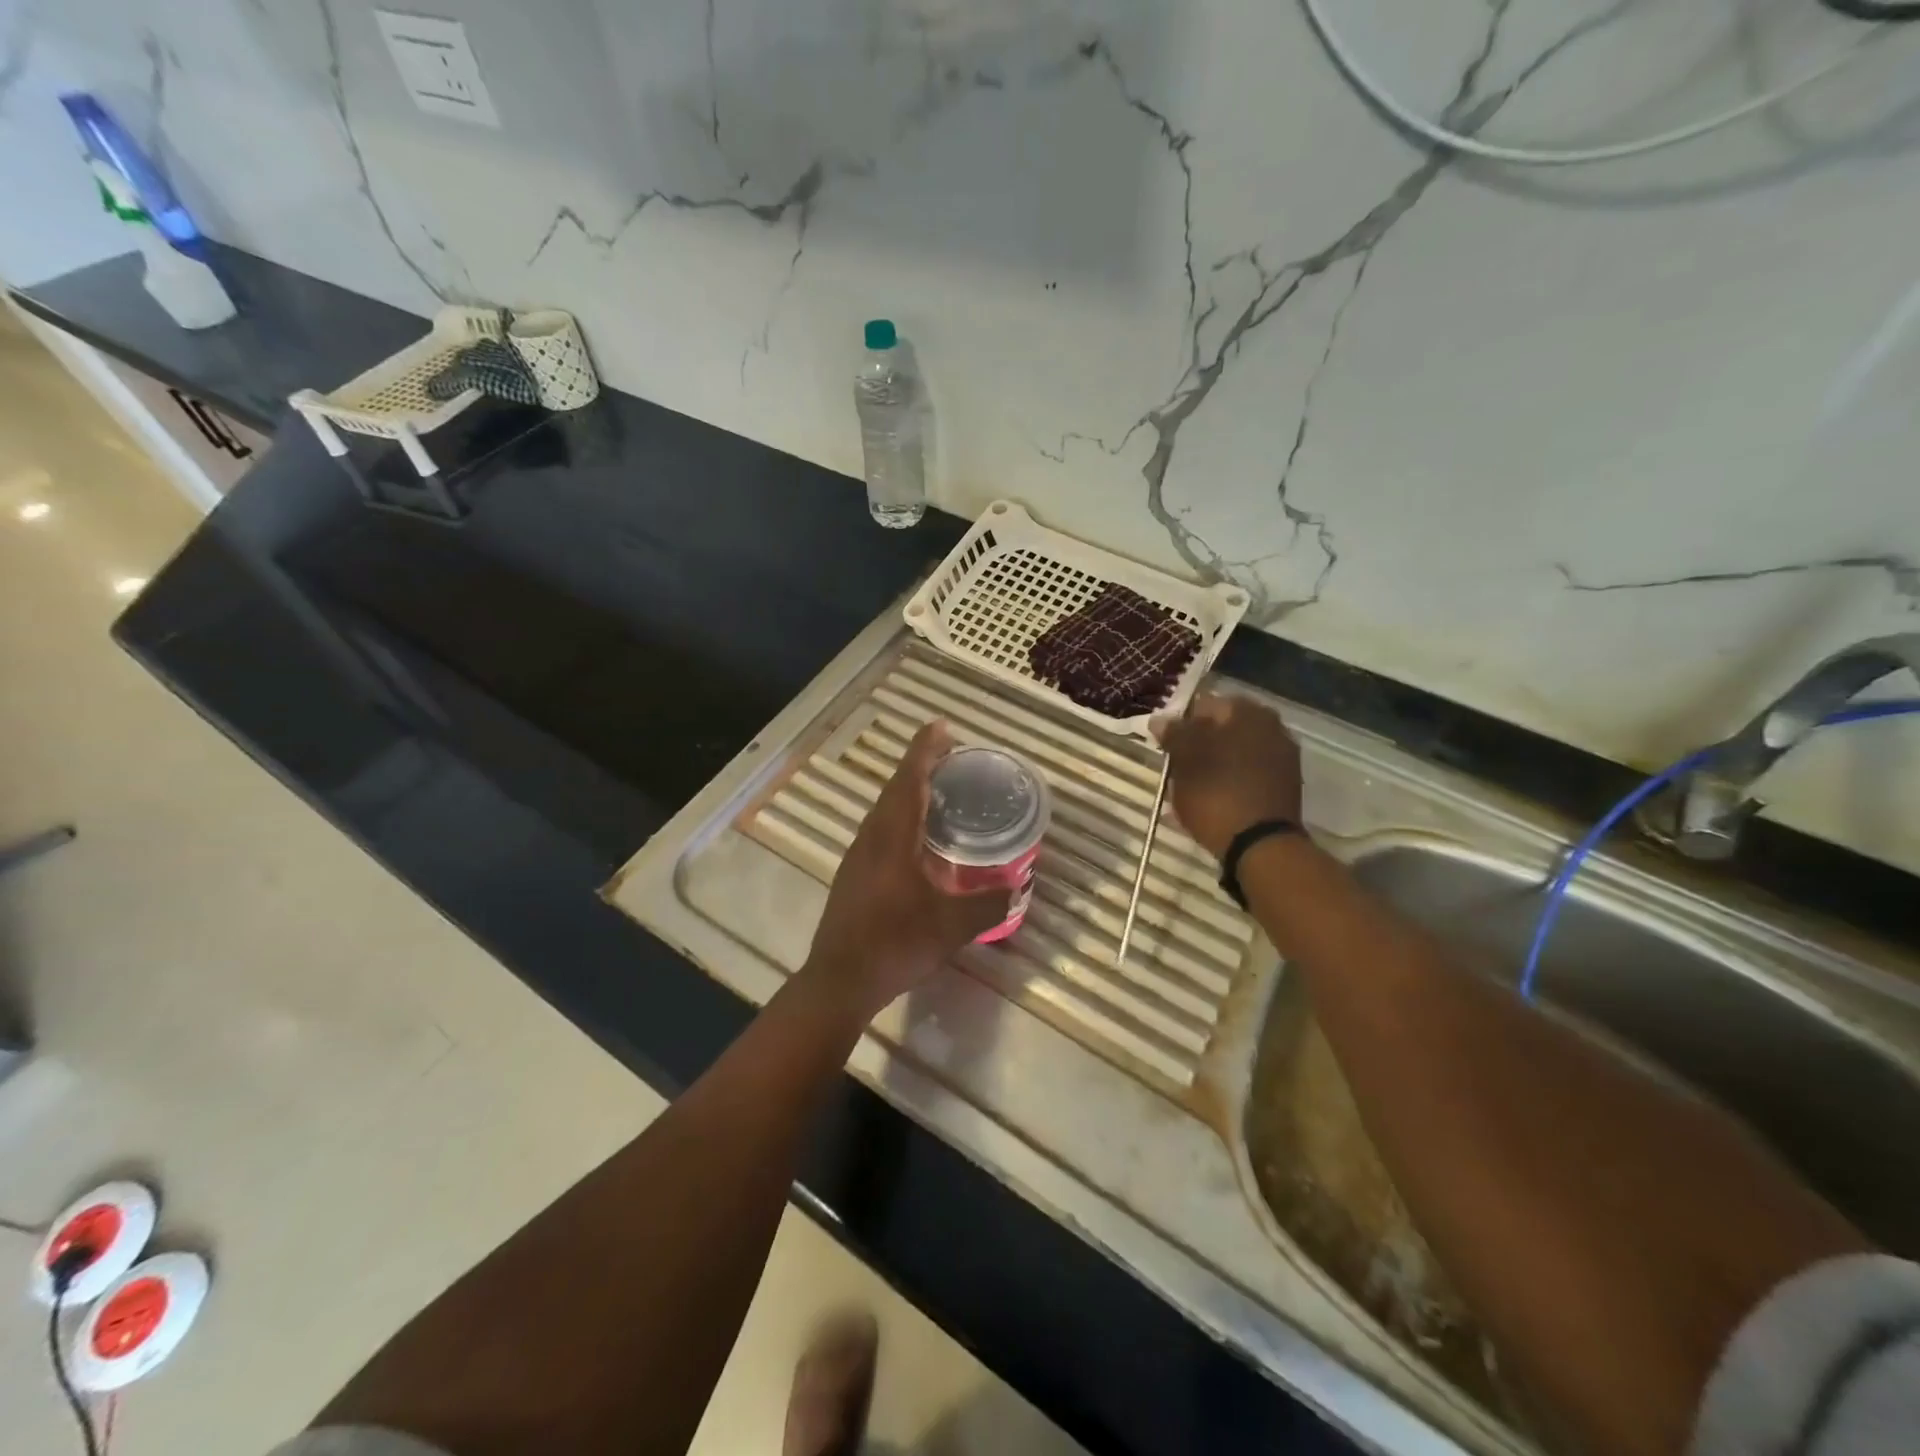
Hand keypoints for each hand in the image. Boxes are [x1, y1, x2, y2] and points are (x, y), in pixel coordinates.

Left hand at [801, 720, 1010, 1020]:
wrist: (840, 980)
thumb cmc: (895, 944)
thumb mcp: (951, 927)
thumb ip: (988, 904)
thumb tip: (1018, 888)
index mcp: (893, 837)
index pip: (910, 779)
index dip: (926, 750)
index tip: (942, 726)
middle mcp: (872, 837)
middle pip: (895, 788)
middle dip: (920, 765)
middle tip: (949, 754)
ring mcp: (858, 855)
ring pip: (884, 809)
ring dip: (908, 790)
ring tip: (937, 789)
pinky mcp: (853, 874)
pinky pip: (880, 829)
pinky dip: (900, 816)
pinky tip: (917, 837)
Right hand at [1151, 693, 1301, 858]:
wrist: (1261, 846)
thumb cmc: (1217, 793)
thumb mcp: (1185, 759)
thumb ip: (1174, 734)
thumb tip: (1161, 719)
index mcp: (1249, 713)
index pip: (1206, 705)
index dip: (1182, 723)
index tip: (1165, 745)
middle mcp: (1273, 729)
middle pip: (1223, 730)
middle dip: (1198, 746)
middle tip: (1176, 767)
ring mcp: (1282, 760)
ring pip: (1234, 754)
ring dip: (1212, 766)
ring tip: (1188, 789)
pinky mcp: (1284, 788)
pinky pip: (1246, 777)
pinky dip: (1227, 784)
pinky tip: (1209, 802)